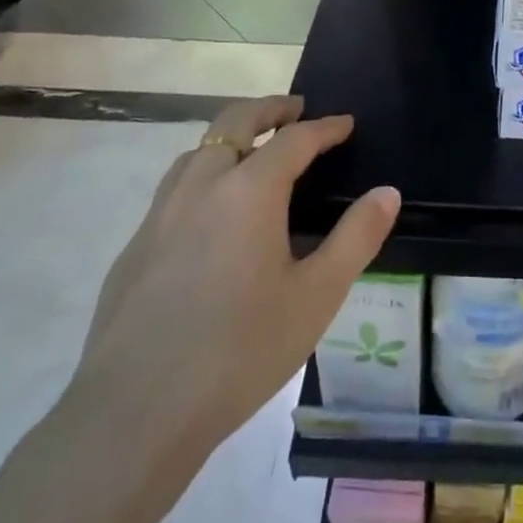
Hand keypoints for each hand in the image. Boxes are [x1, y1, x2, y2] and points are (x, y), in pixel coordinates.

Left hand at [65, 96, 398, 483]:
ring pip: (197, 150)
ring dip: (231, 137)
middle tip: (295, 110)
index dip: (325, 127)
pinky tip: (213, 215)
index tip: (346, 124)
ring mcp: (159, 215)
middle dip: (270, 109)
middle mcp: (201, 185)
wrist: (134, 414)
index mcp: (248, 189)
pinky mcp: (134, 247)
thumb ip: (357, 237)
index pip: (294, 139)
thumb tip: (387, 193)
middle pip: (235, 122)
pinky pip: (175, 188)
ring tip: (255, 152)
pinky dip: (204, 174)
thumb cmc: (241, 350)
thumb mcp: (317, 295)